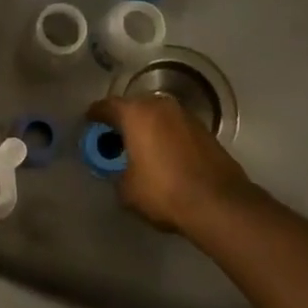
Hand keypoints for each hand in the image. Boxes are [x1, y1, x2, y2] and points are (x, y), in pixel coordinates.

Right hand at [86, 93, 253, 234]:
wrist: (218, 202)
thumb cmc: (164, 191)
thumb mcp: (127, 189)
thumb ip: (117, 173)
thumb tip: (122, 171)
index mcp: (135, 113)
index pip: (106, 106)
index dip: (95, 115)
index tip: (89, 123)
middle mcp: (159, 105)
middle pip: (133, 106)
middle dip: (122, 120)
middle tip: (114, 138)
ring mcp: (184, 114)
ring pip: (156, 114)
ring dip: (146, 126)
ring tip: (141, 147)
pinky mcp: (203, 128)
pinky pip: (174, 125)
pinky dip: (165, 134)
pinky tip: (164, 154)